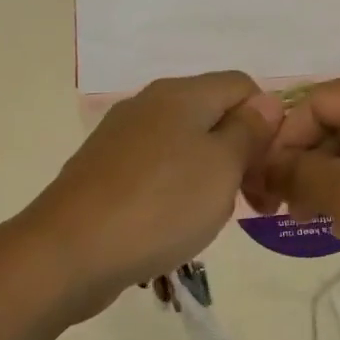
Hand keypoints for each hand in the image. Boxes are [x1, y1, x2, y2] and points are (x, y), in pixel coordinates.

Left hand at [20, 71, 282, 320]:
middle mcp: (149, 104)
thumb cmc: (161, 205)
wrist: (68, 253)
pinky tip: (175, 222)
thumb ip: (250, 130)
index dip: (267, 122)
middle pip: (213, 114)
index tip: (270, 169)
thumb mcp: (223, 167)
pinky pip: (157, 168)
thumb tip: (267, 102)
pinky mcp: (104, 170)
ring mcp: (121, 137)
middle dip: (242, 153)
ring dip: (211, 174)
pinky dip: (178, 189)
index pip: (242, 86)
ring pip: (186, 144)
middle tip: (254, 203)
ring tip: (214, 216)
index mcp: (181, 94)